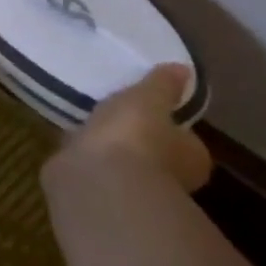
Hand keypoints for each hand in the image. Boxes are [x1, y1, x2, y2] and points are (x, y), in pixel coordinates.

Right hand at [42, 64, 209, 194]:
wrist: (99, 181)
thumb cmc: (135, 135)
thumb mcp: (148, 98)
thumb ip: (163, 85)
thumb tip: (183, 69)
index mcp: (192, 157)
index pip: (185, 139)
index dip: (169, 124)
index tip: (150, 110)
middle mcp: (171, 180)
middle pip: (156, 155)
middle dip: (138, 140)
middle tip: (117, 118)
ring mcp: (134, 191)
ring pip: (124, 165)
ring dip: (112, 152)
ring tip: (91, 128)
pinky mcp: (101, 195)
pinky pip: (96, 172)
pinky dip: (88, 162)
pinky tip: (73, 147)